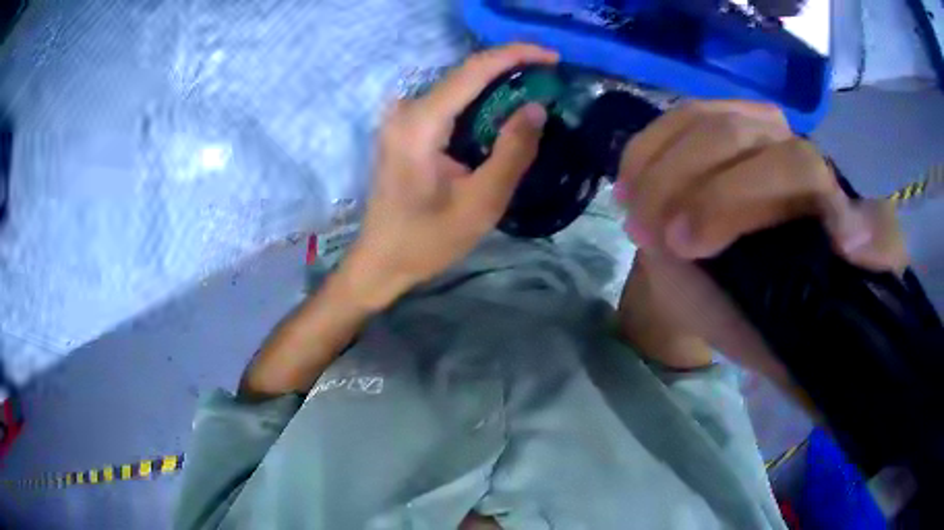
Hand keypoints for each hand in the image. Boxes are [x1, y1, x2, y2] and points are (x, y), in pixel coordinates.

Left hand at [341, 44, 557, 309]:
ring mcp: (402, 118)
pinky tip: (505, 108)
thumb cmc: (427, 240)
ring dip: (497, 83)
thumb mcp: (480, 204)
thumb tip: (537, 108)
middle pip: (465, 73)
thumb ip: (512, 153)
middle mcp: (406, 111)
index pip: (472, 70)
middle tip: (551, 74)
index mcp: (420, 124)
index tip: (553, 57)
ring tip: (537, 86)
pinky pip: (449, 102)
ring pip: (458, 85)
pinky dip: (480, 100)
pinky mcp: (406, 129)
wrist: (381, 261)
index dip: (515, 55)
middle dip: (510, 66)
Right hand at [615, 101, 907, 375]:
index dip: (741, 198)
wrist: (761, 305)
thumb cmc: (796, 315)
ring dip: (660, 164)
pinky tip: (628, 178)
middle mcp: (790, 150)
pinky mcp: (716, 132)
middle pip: (740, 135)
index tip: (691, 248)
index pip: (798, 168)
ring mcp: (749, 135)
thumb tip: (853, 235)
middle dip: (691, 185)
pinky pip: (680, 120)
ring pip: (703, 120)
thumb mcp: (830, 310)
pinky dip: (649, 146)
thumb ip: (860, 272)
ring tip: (632, 211)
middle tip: (653, 240)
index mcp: (825, 192)